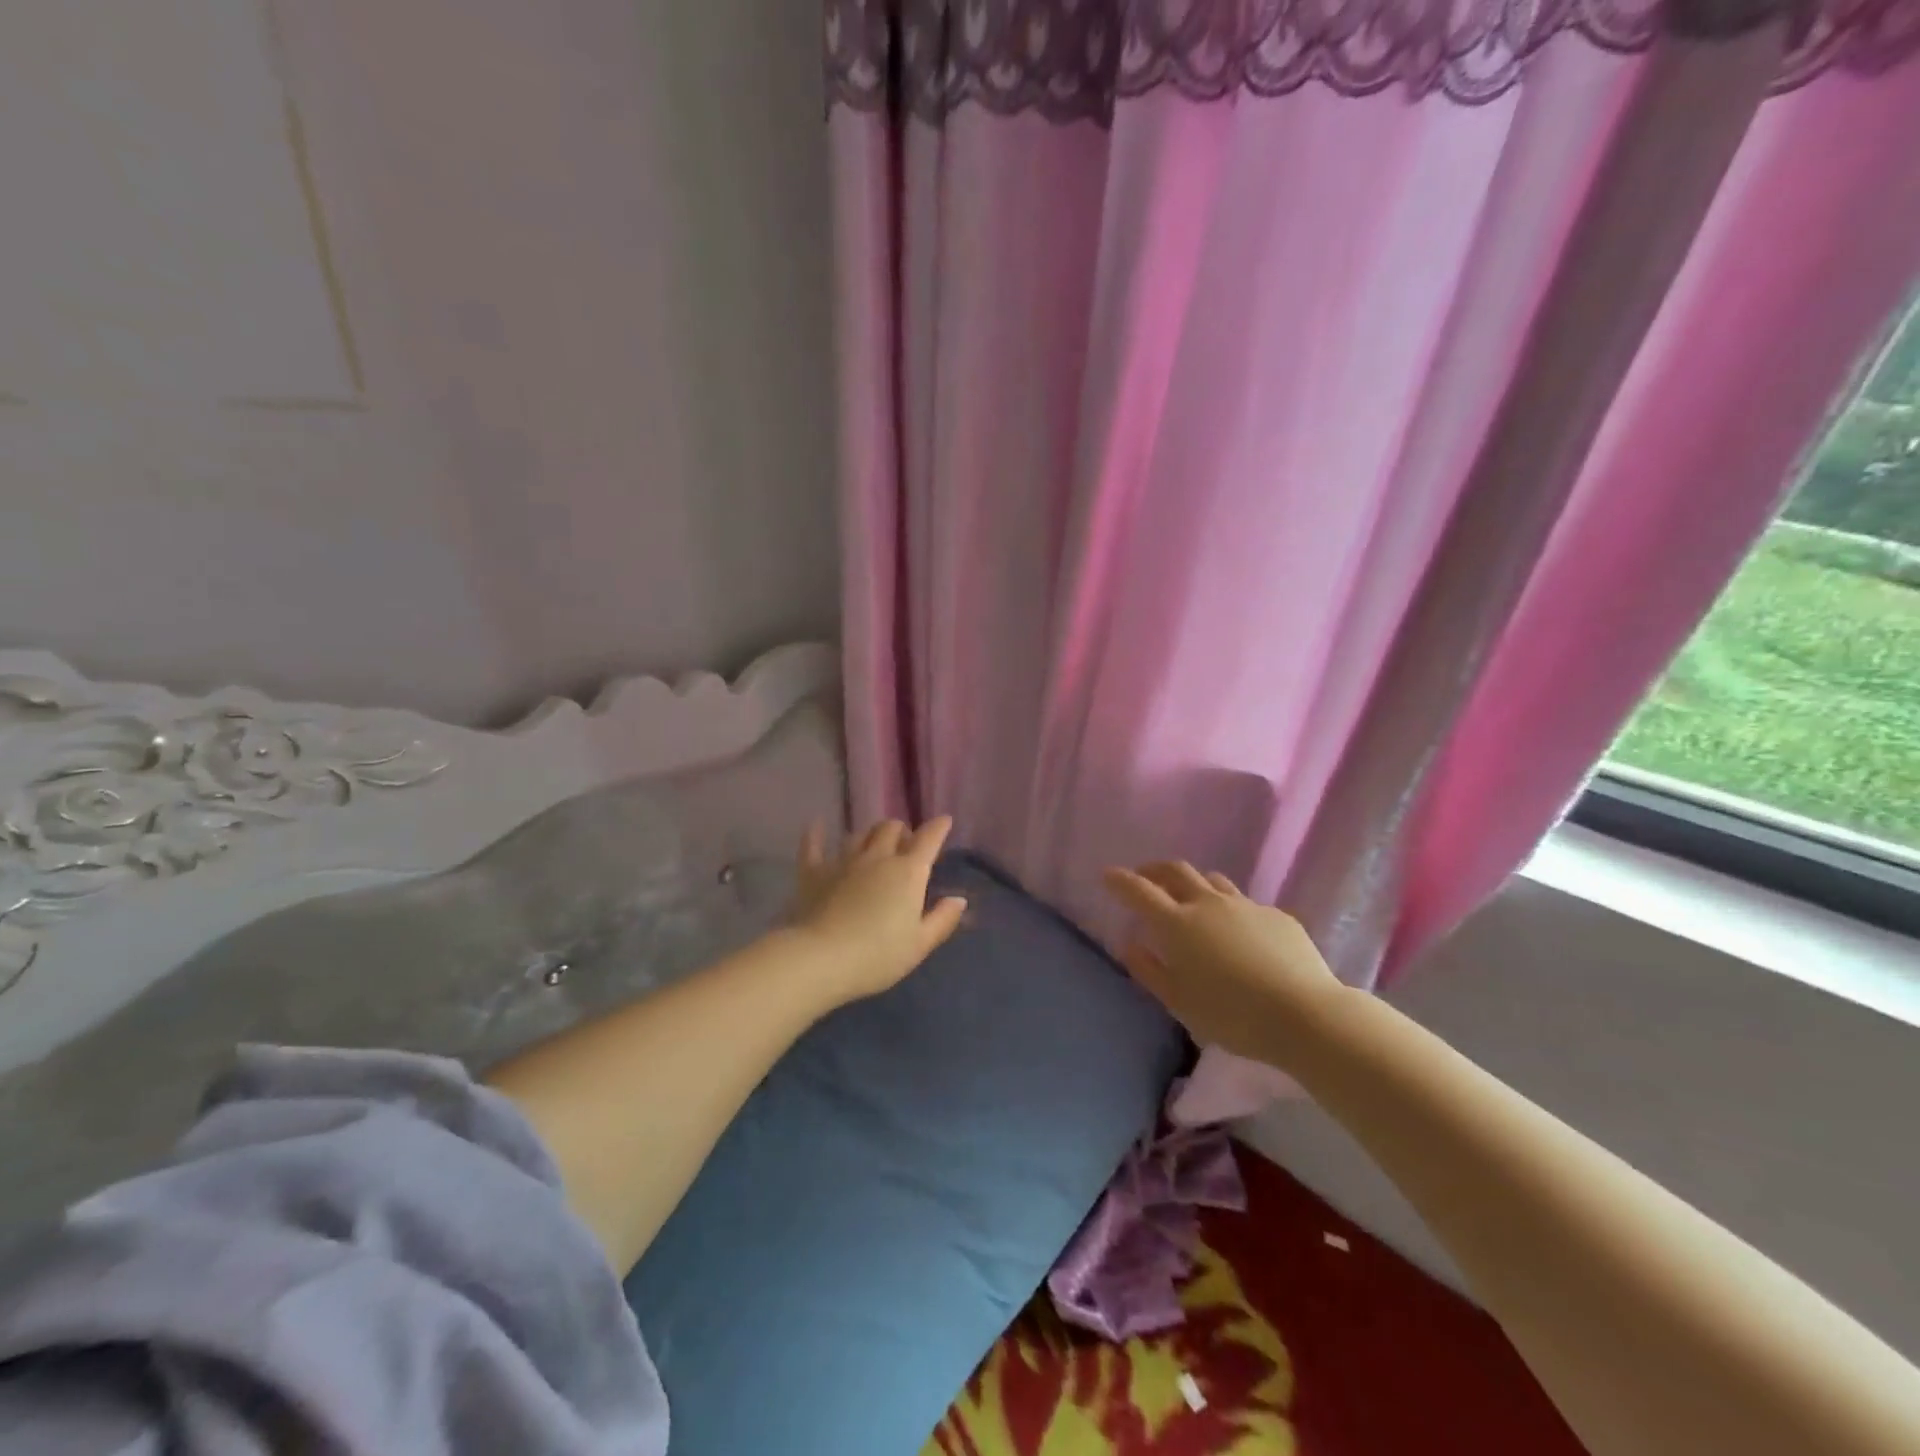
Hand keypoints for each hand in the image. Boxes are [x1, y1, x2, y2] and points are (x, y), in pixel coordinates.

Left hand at [790, 818, 967, 1002]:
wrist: (821, 959)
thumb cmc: (878, 956)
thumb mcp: (919, 944)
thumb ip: (942, 919)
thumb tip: (959, 899)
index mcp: (907, 873)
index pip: (928, 840)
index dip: (938, 827)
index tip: (944, 821)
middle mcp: (877, 857)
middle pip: (890, 829)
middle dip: (901, 830)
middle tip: (905, 844)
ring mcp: (843, 862)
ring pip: (859, 834)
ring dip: (869, 834)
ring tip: (873, 843)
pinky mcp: (814, 872)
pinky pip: (813, 845)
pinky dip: (817, 834)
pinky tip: (818, 826)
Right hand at [1103, 861, 1345, 1065]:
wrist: (1304, 1015)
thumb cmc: (1232, 1014)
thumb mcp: (1179, 1001)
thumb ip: (1149, 970)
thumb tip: (1130, 944)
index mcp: (1177, 924)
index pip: (1139, 891)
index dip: (1120, 880)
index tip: (1108, 875)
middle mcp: (1208, 904)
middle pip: (1175, 871)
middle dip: (1154, 869)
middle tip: (1144, 876)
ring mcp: (1245, 906)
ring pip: (1212, 880)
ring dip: (1193, 883)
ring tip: (1190, 897)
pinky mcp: (1276, 916)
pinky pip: (1245, 904)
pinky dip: (1229, 910)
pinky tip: (1237, 932)